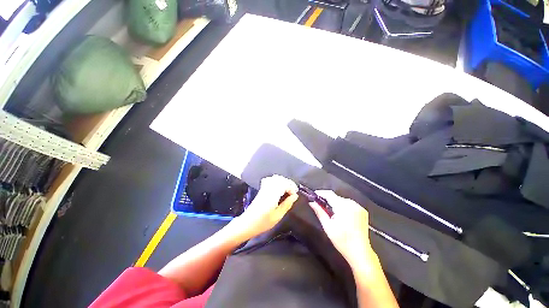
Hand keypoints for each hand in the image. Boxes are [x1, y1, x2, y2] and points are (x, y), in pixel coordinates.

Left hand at [231, 175, 297, 240]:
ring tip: (287, 189)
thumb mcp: (277, 216)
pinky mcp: (261, 189)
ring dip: (283, 181)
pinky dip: (276, 180)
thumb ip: (287, 204)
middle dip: (289, 183)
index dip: (292, 187)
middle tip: (293, 191)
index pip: (284, 184)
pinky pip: (270, 179)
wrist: (247, 223)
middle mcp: (268, 188)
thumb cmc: (263, 222)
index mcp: (272, 195)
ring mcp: (264, 188)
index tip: (295, 195)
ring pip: (275, 178)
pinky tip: (278, 187)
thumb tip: (295, 196)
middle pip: (280, 179)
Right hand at [309, 190, 374, 267]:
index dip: (320, 193)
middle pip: (336, 197)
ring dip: (335, 203)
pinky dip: (343, 206)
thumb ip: (319, 212)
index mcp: (344, 207)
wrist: (361, 253)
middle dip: (328, 200)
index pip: (330, 194)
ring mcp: (359, 207)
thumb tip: (311, 202)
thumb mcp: (328, 226)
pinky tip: (341, 215)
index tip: (313, 195)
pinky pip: (349, 204)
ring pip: (342, 200)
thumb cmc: (342, 241)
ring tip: (330, 212)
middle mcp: (352, 204)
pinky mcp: (363, 211)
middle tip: (320, 206)